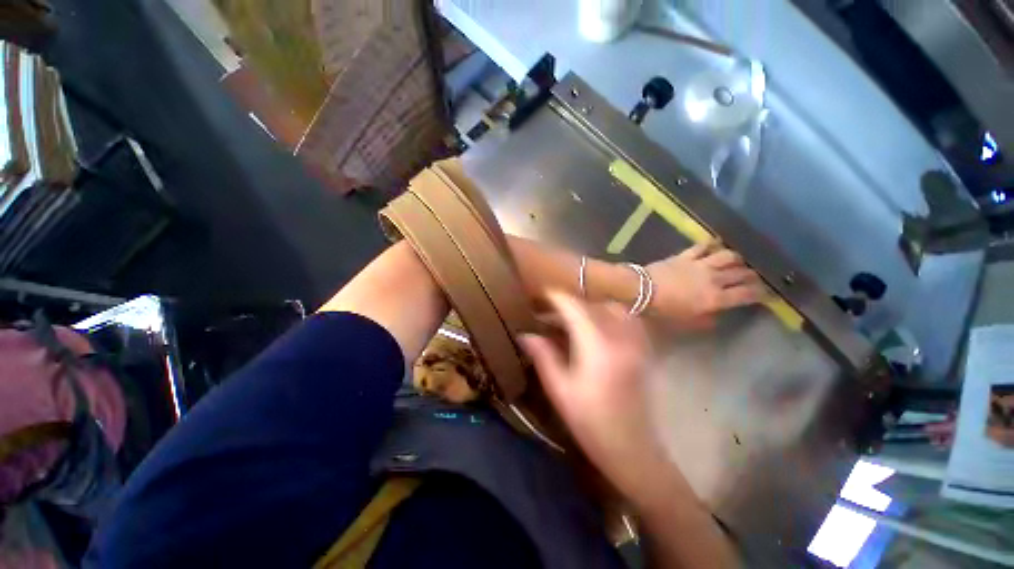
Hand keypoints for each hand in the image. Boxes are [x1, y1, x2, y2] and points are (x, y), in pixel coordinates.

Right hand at [519, 292, 671, 505]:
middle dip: (569, 304)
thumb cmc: (590, 423)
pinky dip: (610, 314)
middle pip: (593, 305)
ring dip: (591, 307)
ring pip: (612, 307)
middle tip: (551, 314)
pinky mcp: (644, 349)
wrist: (632, 449)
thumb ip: (543, 356)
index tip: (540, 296)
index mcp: (597, 347)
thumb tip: (525, 335)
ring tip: (574, 318)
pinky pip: (628, 319)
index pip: (574, 307)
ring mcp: (636, 342)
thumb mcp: (560, 390)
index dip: (555, 298)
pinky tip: (598, 326)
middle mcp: (620, 337)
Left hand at [647, 241, 766, 329]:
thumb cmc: (662, 309)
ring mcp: (700, 264)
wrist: (641, 289)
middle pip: (741, 274)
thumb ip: (705, 319)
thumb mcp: (685, 321)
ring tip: (740, 261)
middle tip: (756, 277)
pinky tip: (717, 243)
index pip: (746, 295)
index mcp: (715, 299)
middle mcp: (714, 279)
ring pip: (728, 256)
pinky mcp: (685, 255)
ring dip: (737, 258)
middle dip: (753, 276)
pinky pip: (703, 246)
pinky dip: (712, 244)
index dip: (761, 294)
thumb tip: (717, 314)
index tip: (769, 294)